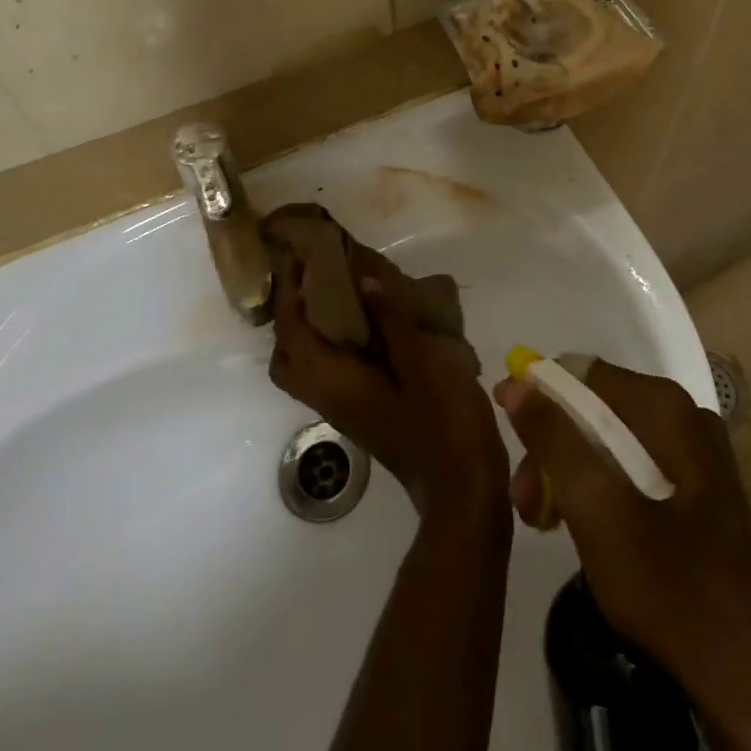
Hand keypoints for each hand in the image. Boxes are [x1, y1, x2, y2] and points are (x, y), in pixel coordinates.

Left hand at [270, 270, 508, 525]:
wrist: (464, 492)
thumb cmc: (445, 424)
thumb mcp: (425, 363)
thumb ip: (393, 321)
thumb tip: (362, 279)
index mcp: (337, 384)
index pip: (292, 335)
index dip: (289, 295)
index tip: (300, 258)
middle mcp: (330, 398)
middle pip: (287, 357)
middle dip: (291, 316)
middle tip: (314, 280)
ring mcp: (346, 410)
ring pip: (307, 367)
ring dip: (310, 331)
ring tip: (338, 294)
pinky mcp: (363, 413)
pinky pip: (330, 373)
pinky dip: (332, 345)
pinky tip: (367, 324)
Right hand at [493, 360, 750, 691]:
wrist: (748, 675)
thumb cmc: (667, 585)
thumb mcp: (595, 509)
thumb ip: (553, 439)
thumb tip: (515, 381)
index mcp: (665, 406)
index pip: (580, 373)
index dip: (537, 399)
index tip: (510, 441)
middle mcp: (684, 413)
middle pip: (595, 407)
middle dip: (552, 446)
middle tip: (523, 501)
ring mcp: (697, 450)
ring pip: (612, 437)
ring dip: (571, 469)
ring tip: (542, 518)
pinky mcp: (700, 486)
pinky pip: (634, 463)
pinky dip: (601, 484)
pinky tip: (581, 523)